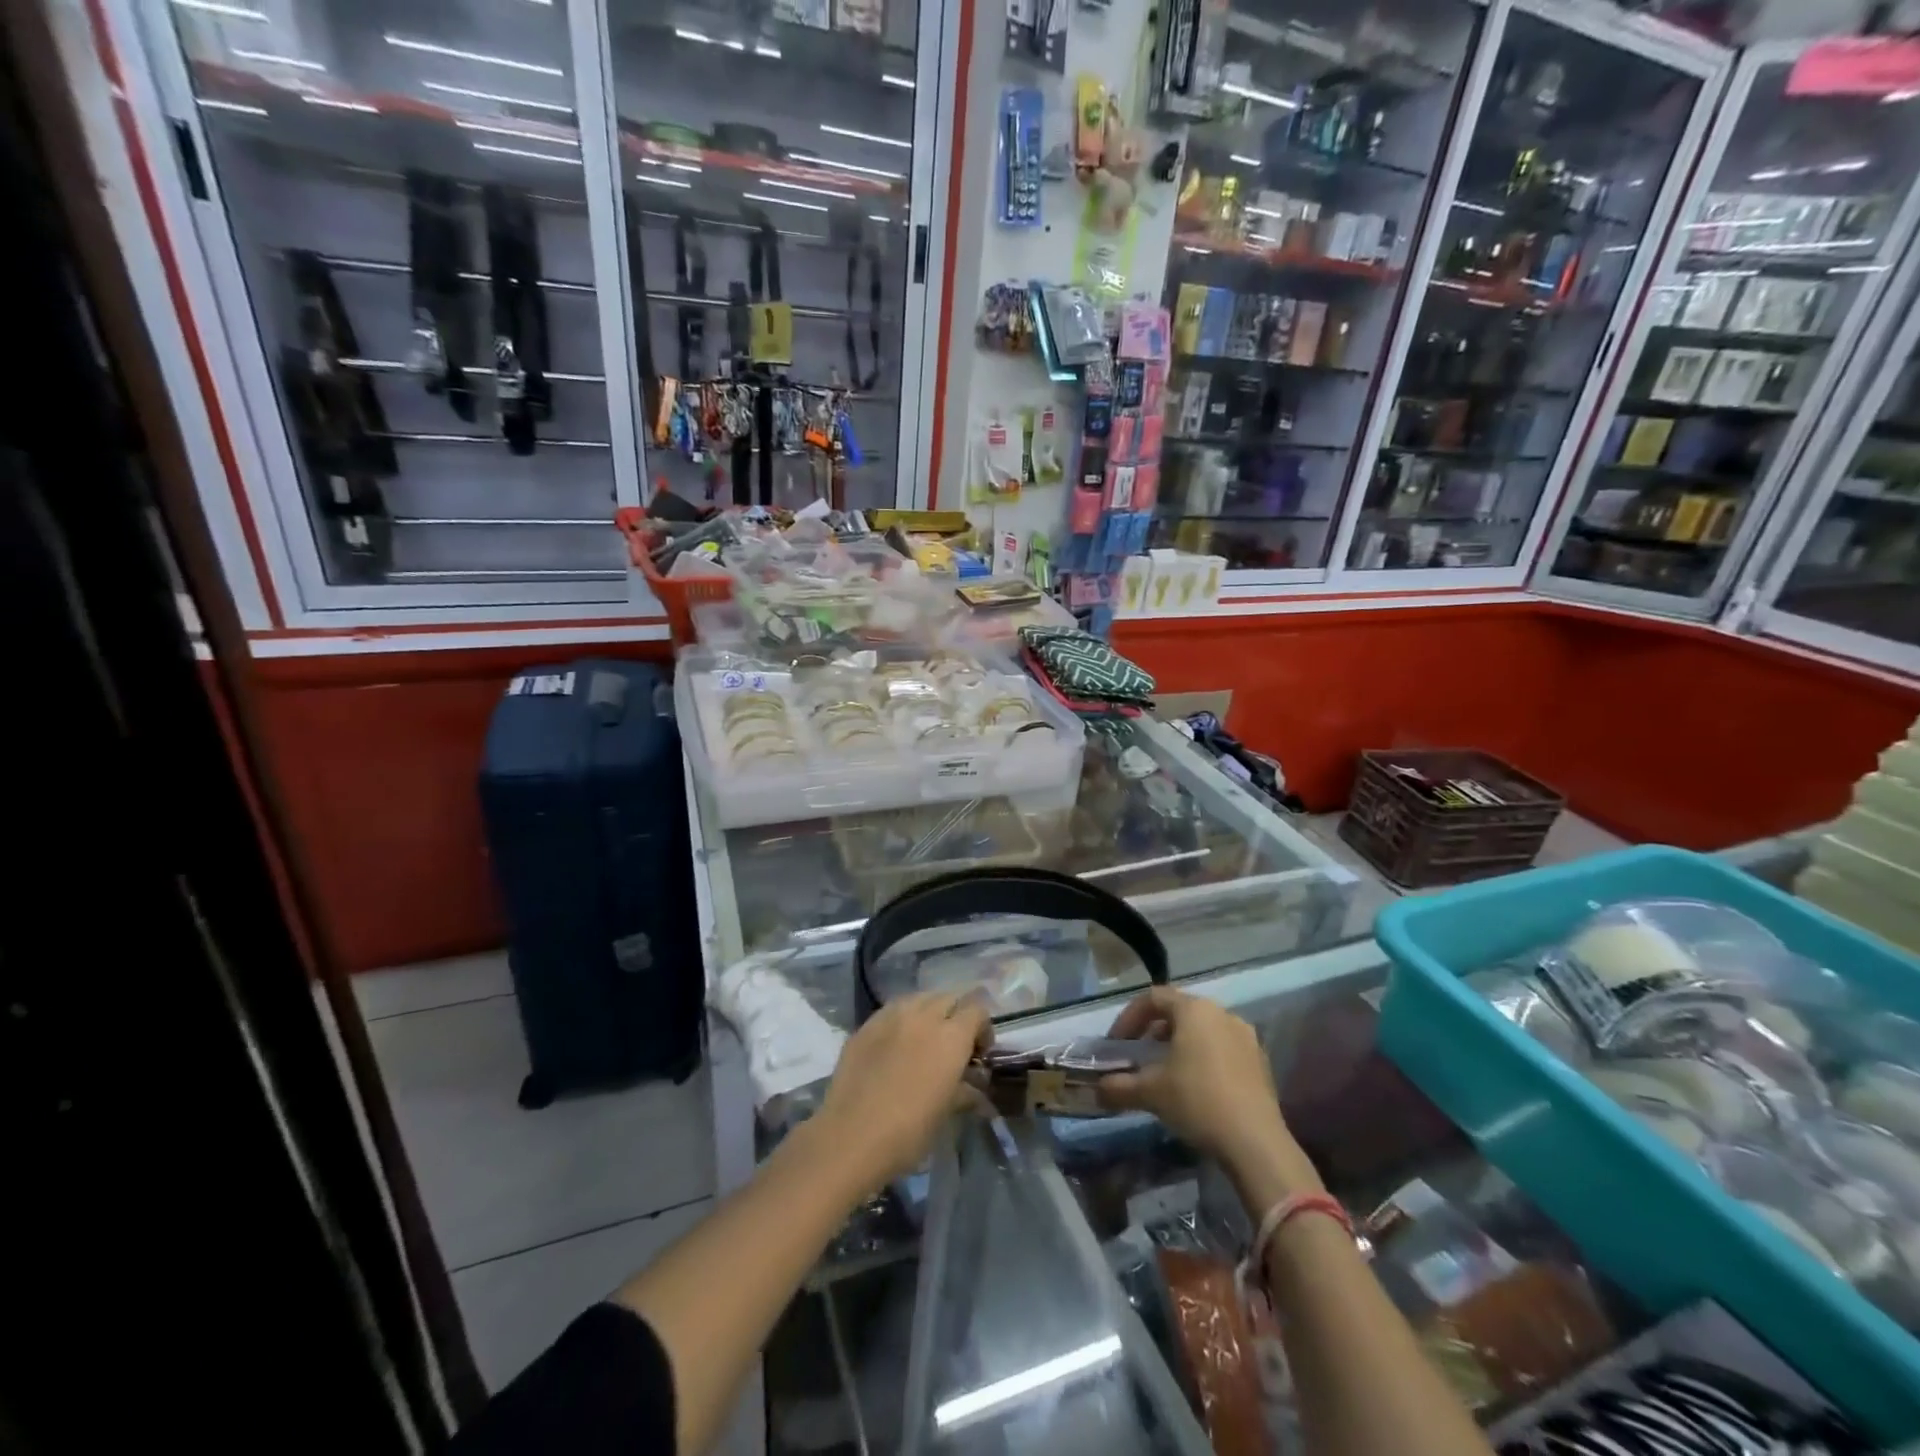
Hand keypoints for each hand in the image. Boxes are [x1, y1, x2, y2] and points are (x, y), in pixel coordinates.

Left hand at [814, 990, 991, 1192]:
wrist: (851, 1136)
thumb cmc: (909, 1131)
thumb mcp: (946, 1113)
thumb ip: (965, 1092)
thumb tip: (976, 1089)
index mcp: (951, 1036)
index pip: (977, 1010)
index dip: (983, 1028)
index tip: (978, 1053)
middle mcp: (924, 1016)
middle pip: (949, 998)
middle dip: (957, 1016)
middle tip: (953, 1045)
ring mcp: (891, 1016)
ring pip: (920, 998)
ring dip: (929, 1012)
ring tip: (924, 1039)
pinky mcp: (866, 1024)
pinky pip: (892, 1009)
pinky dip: (903, 1019)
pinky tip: (896, 1044)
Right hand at [1098, 986, 1321, 1202]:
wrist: (1256, 1143)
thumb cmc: (1197, 1101)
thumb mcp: (1150, 1092)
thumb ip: (1118, 1086)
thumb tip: (1097, 1089)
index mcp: (1194, 1010)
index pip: (1153, 998)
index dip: (1129, 1018)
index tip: (1117, 1044)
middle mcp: (1222, 1013)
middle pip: (1179, 1011)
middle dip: (1154, 1031)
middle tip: (1139, 1056)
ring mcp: (1245, 1037)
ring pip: (1203, 1030)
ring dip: (1179, 1045)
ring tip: (1166, 1073)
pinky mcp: (1260, 1062)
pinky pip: (1223, 1048)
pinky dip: (1203, 1058)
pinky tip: (1196, 1088)